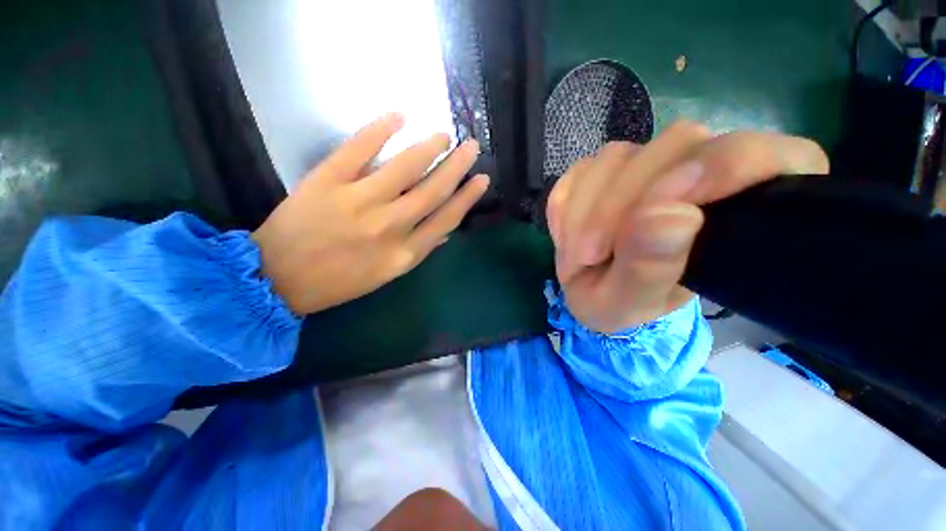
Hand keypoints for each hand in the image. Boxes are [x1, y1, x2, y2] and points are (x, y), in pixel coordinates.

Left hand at [253, 113, 488, 314]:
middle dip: (456, 166)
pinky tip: (399, 116)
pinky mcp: (327, 181)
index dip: (467, 197)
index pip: (446, 219)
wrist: (277, 279)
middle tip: (470, 146)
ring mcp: (358, 202)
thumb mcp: (385, 275)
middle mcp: (389, 227)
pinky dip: (380, 128)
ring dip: (429, 147)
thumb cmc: (337, 282)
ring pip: (405, 167)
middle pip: (432, 190)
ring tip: (443, 134)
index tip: (481, 179)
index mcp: (403, 254)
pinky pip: (358, 148)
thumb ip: (416, 250)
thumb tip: (443, 231)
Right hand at [546, 121, 828, 332]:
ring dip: (585, 210)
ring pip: (616, 157)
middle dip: (621, 204)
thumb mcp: (632, 303)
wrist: (590, 290)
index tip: (671, 207)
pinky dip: (564, 208)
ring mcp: (644, 163)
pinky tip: (568, 237)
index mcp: (737, 203)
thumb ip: (650, 268)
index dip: (726, 166)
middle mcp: (695, 168)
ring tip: (579, 254)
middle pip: (676, 146)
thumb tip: (667, 215)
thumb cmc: (623, 305)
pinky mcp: (601, 169)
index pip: (762, 154)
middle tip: (593, 255)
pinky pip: (578, 173)